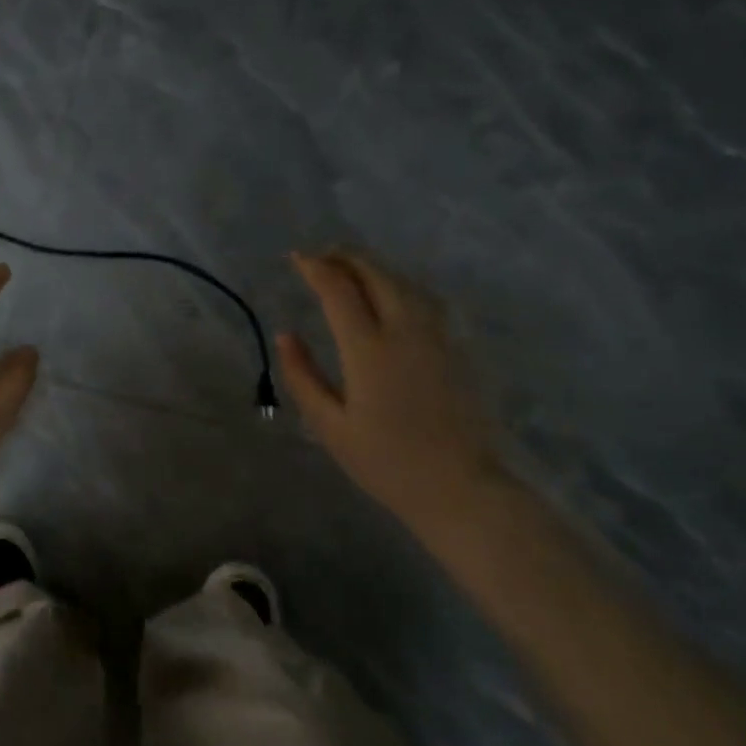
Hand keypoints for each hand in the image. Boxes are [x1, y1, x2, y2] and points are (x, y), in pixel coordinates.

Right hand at [278, 249, 502, 520]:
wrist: (459, 487)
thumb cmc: (386, 462)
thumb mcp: (330, 426)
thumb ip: (303, 376)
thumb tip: (286, 336)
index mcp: (369, 350)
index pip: (339, 290)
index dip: (315, 268)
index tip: (296, 258)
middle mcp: (405, 331)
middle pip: (376, 274)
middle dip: (345, 258)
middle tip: (321, 257)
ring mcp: (436, 337)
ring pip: (404, 282)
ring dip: (373, 267)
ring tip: (350, 268)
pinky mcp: (454, 348)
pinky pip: (424, 299)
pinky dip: (398, 284)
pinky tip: (389, 293)